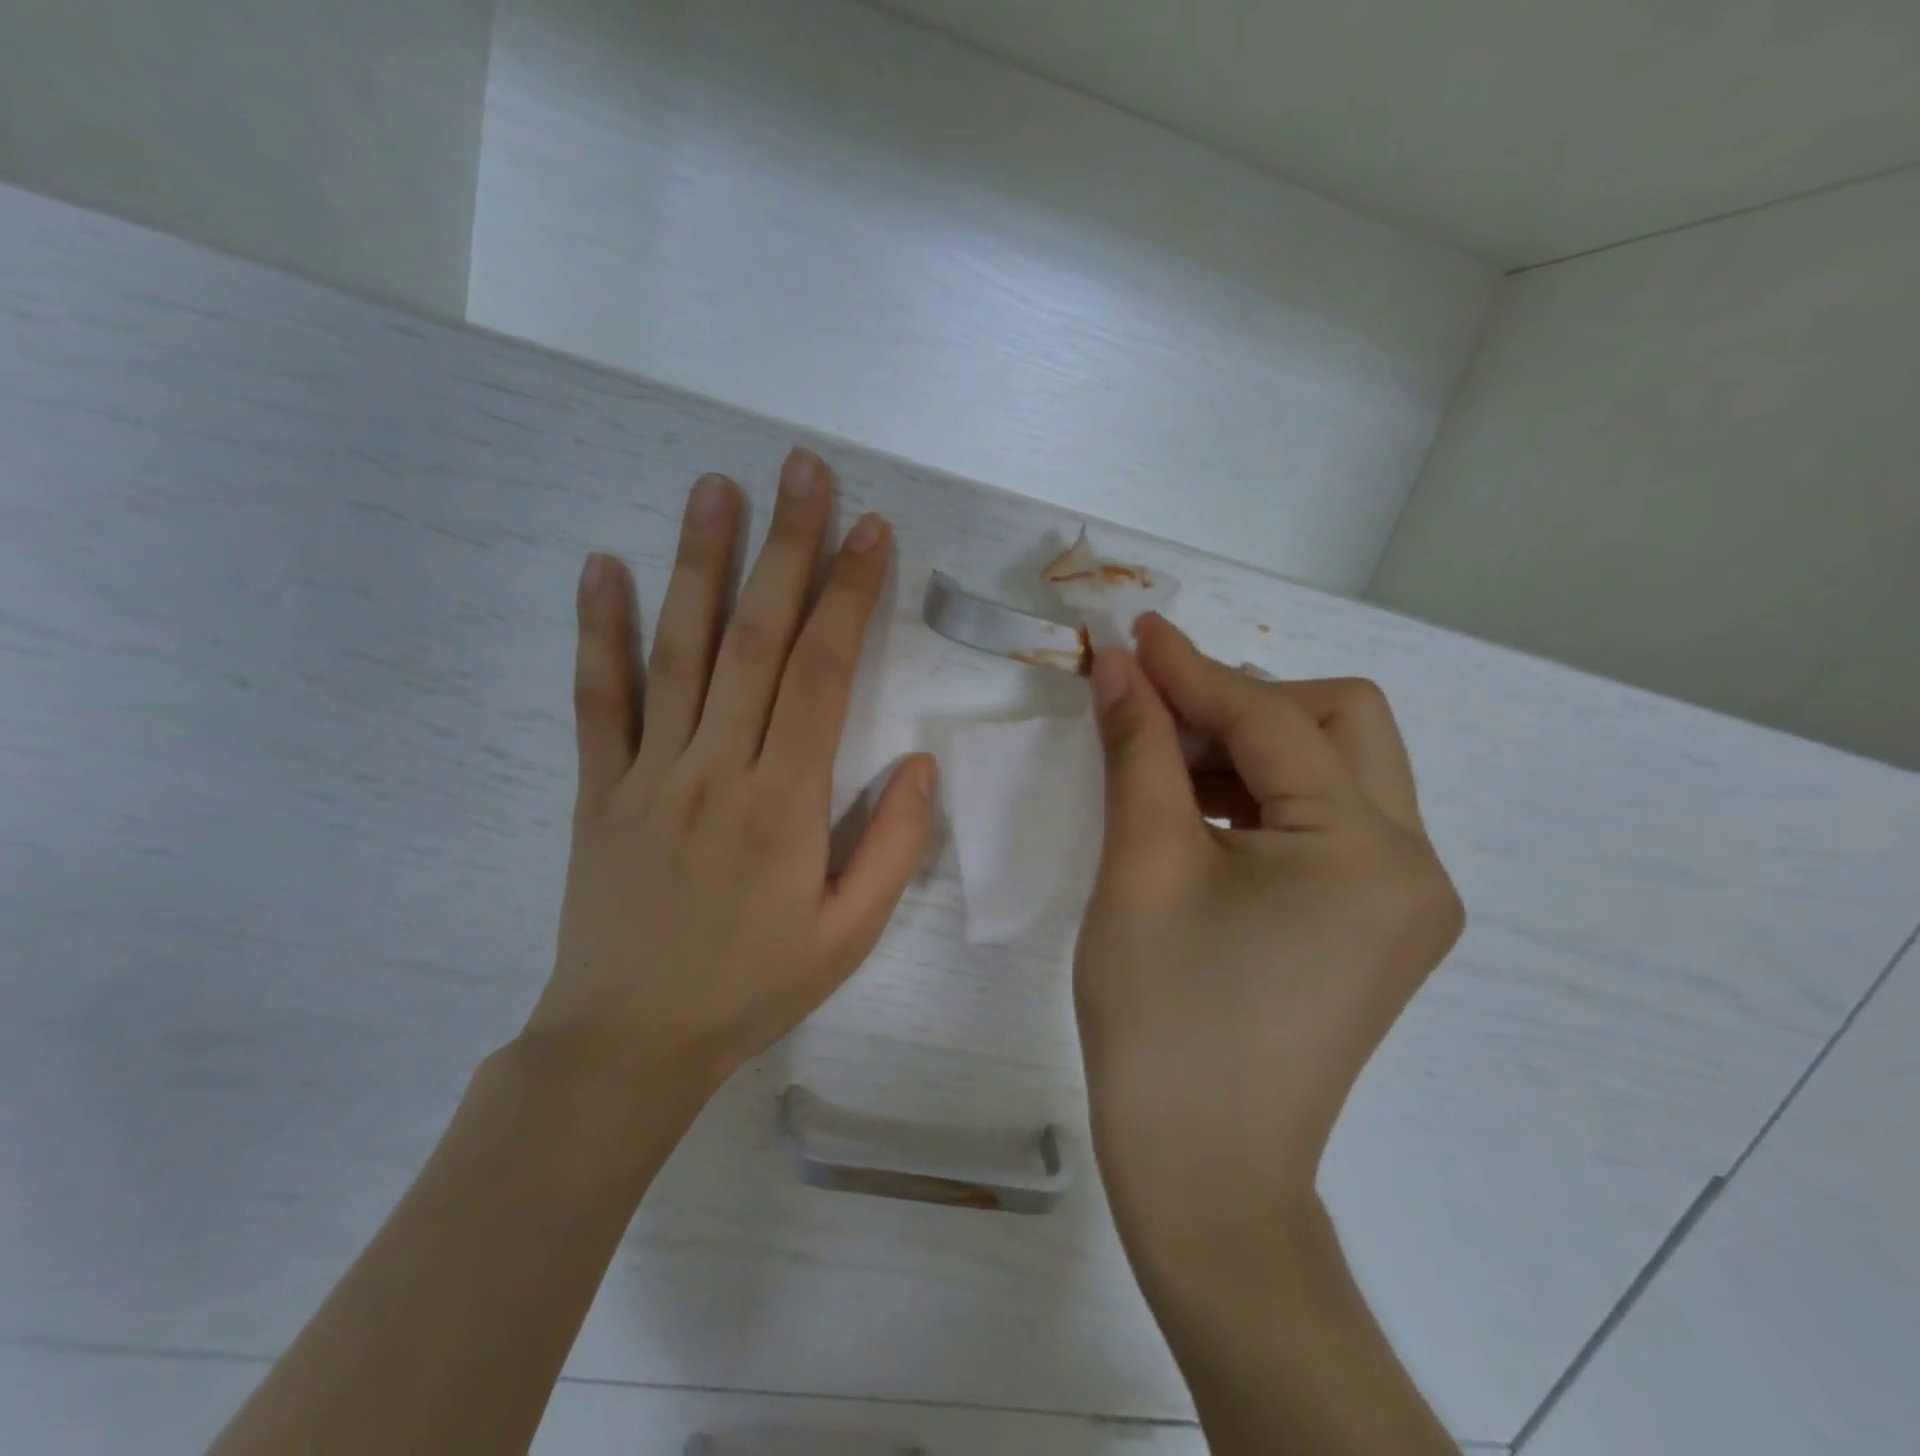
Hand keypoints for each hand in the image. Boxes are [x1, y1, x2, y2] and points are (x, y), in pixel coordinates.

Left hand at [519, 449, 937, 1108]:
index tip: (871, 530)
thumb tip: (921, 763)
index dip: (851, 595)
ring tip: (715, 488)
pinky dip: (599, 630)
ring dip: (698, 561)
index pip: (824, 674)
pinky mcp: (597, 787)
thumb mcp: (850, 936)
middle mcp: (715, 767)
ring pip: (676, 650)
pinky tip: (603, 566)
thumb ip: (894, 847)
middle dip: (786, 548)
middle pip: (755, 638)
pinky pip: (597, 698)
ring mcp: (647, 772)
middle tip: (802, 470)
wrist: (628, 1042)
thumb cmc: (752, 988)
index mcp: (784, 802)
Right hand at [1075, 614, 1462, 1254]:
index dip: (1192, 668)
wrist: (1203, 1173)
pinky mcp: (1378, 924)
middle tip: (1157, 713)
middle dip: (1243, 701)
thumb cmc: (1162, 1018)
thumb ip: (1139, 749)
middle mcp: (1413, 864)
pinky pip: (1328, 822)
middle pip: (1339, 723)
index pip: (1273, 718)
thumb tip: (1119, 666)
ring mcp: (1404, 899)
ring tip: (1164, 764)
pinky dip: (1264, 796)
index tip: (1132, 633)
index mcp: (1366, 850)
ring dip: (1250, 746)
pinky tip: (1199, 813)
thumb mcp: (1141, 865)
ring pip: (1336, 770)